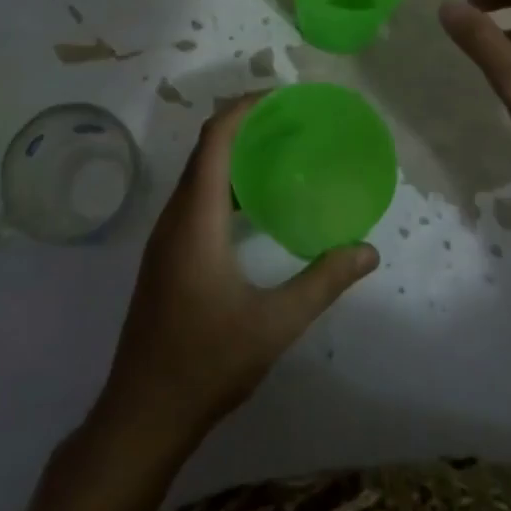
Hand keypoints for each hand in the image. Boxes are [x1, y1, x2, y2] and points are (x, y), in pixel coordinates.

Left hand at [97, 97, 378, 447]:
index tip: (280, 97)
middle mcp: (175, 216)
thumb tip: (368, 250)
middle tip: (290, 122)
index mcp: (196, 218)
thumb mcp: (274, 324)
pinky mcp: (165, 256)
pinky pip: (194, 199)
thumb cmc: (206, 362)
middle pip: (204, 150)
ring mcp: (165, 237)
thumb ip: (322, 282)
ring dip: (232, 155)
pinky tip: (253, 206)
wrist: (142, 413)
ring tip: (278, 154)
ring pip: (197, 175)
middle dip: (243, 125)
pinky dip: (223, 184)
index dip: (244, 108)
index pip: (214, 140)